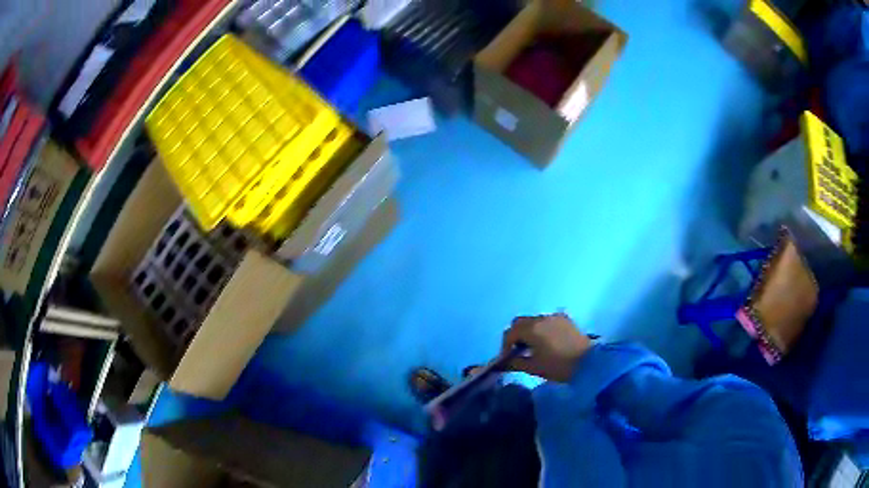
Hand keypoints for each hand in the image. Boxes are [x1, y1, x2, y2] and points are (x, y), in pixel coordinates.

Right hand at [502, 313, 592, 382]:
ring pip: (533, 320)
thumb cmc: (559, 367)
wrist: (589, 363)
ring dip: (528, 331)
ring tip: (533, 347)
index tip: (508, 358)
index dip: (505, 346)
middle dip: (515, 335)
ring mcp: (554, 316)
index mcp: (531, 329)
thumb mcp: (534, 368)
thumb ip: (515, 363)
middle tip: (518, 351)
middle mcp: (541, 318)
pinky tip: (547, 342)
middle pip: (519, 322)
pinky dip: (541, 328)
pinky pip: (546, 320)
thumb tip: (504, 362)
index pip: (510, 333)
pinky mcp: (565, 319)